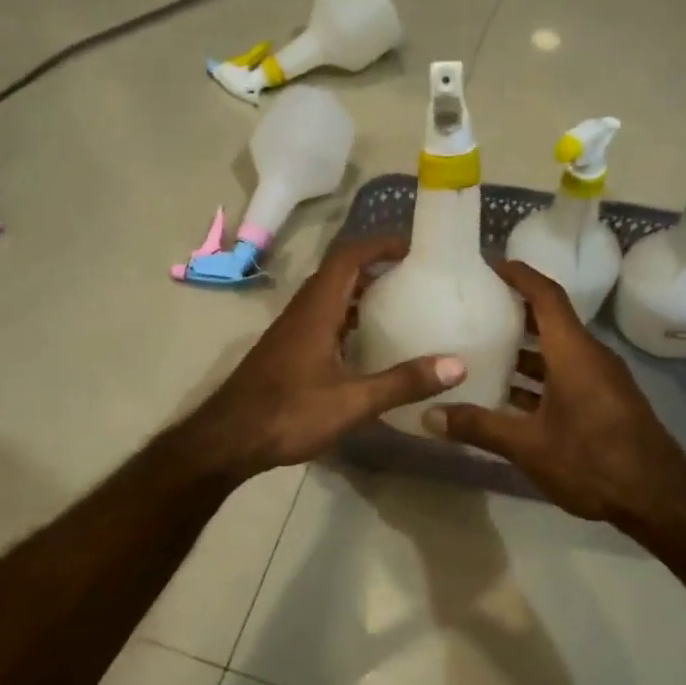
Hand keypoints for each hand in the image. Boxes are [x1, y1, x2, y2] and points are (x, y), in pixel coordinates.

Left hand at [188, 236, 466, 479]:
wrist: (228, 440)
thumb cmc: (289, 414)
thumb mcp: (353, 401)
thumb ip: (403, 382)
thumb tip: (457, 364)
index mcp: (316, 310)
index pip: (348, 258)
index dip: (378, 245)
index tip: (412, 246)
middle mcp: (302, 312)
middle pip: (338, 273)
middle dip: (374, 266)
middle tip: (413, 274)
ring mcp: (290, 332)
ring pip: (328, 297)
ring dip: (359, 292)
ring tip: (398, 303)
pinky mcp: (286, 351)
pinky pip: (321, 319)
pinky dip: (347, 317)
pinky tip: (365, 343)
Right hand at [426, 260, 685, 524]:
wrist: (659, 499)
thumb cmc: (593, 460)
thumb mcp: (529, 445)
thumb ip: (479, 427)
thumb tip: (428, 416)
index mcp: (573, 352)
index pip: (546, 296)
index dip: (519, 275)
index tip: (490, 265)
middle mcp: (589, 357)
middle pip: (550, 321)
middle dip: (514, 312)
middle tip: (474, 309)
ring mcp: (600, 381)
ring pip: (556, 352)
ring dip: (523, 350)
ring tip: (482, 351)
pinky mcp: (604, 402)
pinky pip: (566, 374)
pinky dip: (537, 377)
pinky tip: (508, 397)